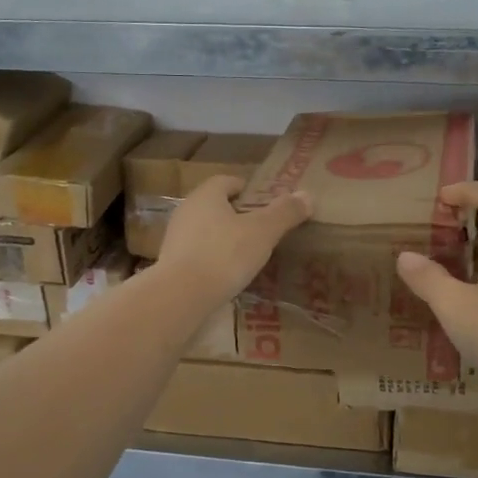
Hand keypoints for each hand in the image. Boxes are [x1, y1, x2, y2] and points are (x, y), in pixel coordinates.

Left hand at [156, 176, 312, 306]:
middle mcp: (187, 209)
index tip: (265, 204)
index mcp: (207, 194)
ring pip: (205, 229)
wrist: (181, 295)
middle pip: (216, 205)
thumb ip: (285, 213)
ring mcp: (175, 236)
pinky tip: (226, 274)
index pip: (228, 181)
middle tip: (261, 229)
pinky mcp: (170, 262)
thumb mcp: (263, 232)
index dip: (248, 190)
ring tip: (246, 254)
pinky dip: (212, 258)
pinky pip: (197, 252)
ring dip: (224, 237)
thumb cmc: (225, 254)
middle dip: (237, 214)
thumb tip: (307, 195)